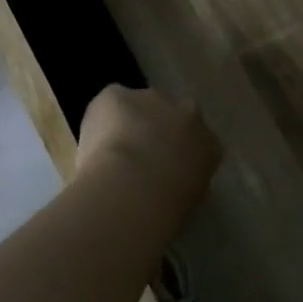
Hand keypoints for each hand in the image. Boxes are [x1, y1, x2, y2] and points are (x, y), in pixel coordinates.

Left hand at [75, 85, 220, 218]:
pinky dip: (100, 119)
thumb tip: (176, 183)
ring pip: (139, 106)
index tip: (165, 167)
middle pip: (172, 115)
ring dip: (128, 122)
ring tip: (110, 153)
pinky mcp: (118, 95)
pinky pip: (108, 103)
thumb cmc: (167, 206)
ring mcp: (153, 99)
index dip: (178, 152)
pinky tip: (93, 144)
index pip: (199, 141)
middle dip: (157, 130)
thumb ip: (185, 184)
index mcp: (209, 145)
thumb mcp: (189, 201)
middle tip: (137, 157)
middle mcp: (187, 115)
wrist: (135, 187)